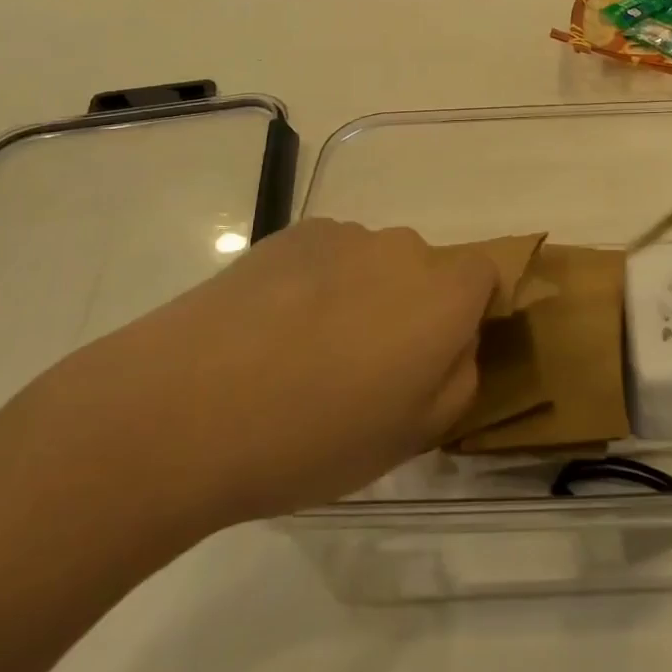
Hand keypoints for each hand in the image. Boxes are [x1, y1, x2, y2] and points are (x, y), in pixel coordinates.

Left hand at [31, 220, 493, 542]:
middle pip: (427, 271)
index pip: (487, 275)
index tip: (439, 356)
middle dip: (414, 310)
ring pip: (374, 263)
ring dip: (362, 296)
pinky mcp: (289, 235)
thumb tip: (454, 343)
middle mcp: (403, 249)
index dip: (473, 311)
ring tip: (307, 355)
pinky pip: (327, 256)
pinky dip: (317, 283)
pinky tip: (271, 331)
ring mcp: (343, 236)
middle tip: (368, 370)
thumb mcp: (413, 436)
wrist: (184, 408)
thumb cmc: (315, 435)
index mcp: (446, 294)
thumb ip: (459, 380)